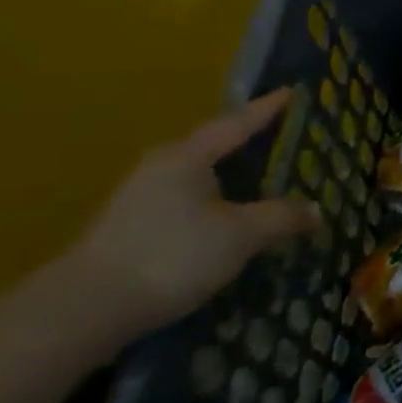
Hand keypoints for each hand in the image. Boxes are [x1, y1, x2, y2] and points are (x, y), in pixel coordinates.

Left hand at [65, 90, 319, 334]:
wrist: (85, 310)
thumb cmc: (173, 254)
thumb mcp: (242, 235)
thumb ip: (283, 217)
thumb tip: (316, 211)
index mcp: (188, 157)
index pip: (237, 124)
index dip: (267, 109)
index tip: (291, 92)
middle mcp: (160, 168)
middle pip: (213, 149)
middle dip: (247, 146)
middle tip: (281, 140)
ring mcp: (139, 200)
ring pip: (197, 180)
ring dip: (229, 181)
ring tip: (260, 185)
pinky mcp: (129, 231)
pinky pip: (185, 205)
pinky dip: (213, 206)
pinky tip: (227, 223)